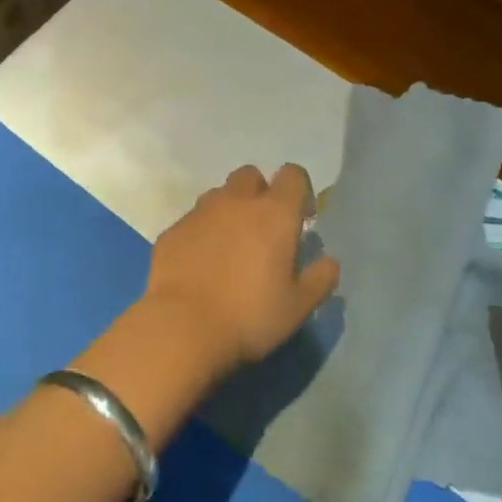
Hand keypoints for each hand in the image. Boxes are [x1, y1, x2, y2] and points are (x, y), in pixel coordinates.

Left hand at [142, 164, 339, 374]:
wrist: (182, 326)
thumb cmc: (250, 316)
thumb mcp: (298, 306)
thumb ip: (319, 279)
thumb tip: (329, 261)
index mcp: (274, 213)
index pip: (292, 175)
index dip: (299, 190)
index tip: (301, 218)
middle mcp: (235, 202)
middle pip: (250, 176)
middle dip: (259, 193)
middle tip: (263, 230)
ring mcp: (199, 213)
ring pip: (218, 195)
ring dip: (229, 210)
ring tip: (230, 247)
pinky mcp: (172, 230)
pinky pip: (192, 220)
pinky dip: (201, 233)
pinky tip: (201, 264)